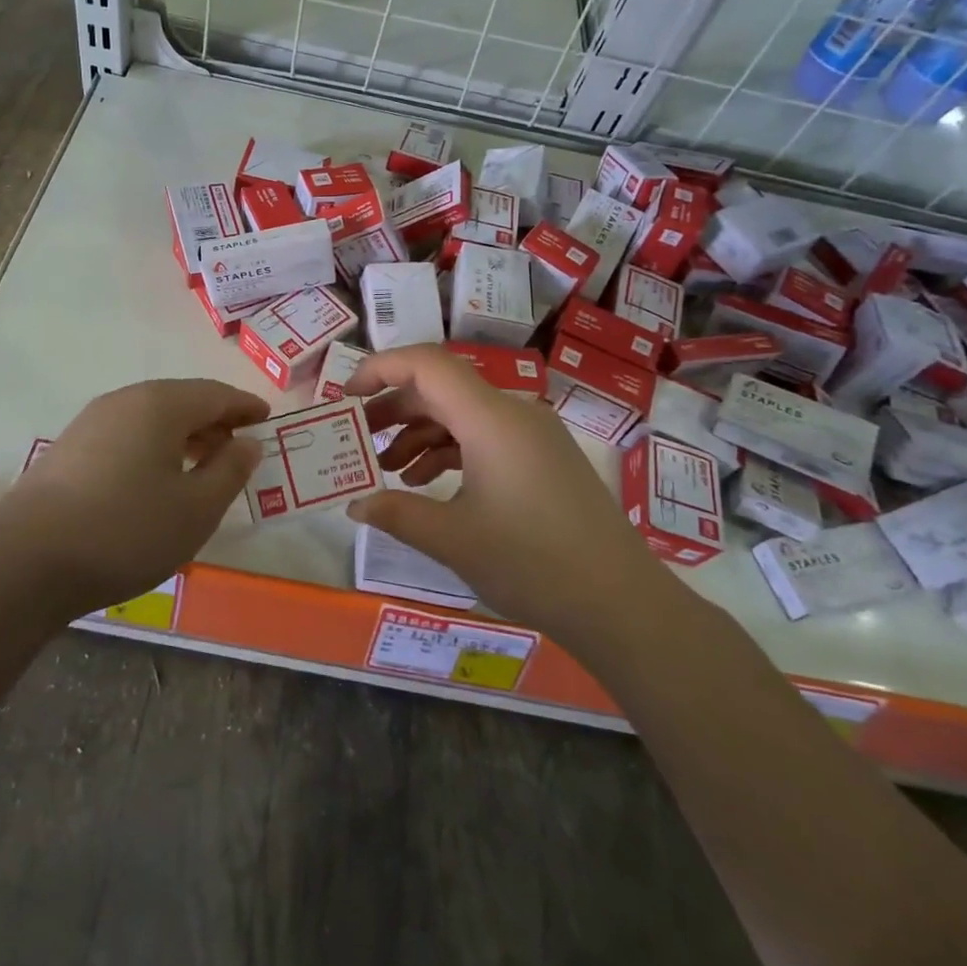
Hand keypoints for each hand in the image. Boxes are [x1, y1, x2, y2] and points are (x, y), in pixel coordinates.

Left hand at [0, 379, 269, 615]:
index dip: (245, 406)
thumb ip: (230, 471)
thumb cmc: (126, 531)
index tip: (267, 418)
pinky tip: (155, 479)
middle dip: (215, 420)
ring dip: (183, 434)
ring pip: (151, 417)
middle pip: (182, 400)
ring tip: (202, 465)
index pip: (215, 394)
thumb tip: (248, 443)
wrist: (25, 562)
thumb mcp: (196, 509)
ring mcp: (90, 422)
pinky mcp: (68, 449)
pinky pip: (126, 434)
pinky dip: (153, 446)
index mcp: (161, 405)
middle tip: (238, 447)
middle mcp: (125, 401)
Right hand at [345, 345, 657, 634]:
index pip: (427, 364)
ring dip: (419, 434)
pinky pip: (484, 437)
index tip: (346, 397)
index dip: (380, 369)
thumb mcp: (453, 540)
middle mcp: (512, 413)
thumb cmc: (532, 563)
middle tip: (357, 438)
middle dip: (393, 409)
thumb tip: (355, 503)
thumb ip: (396, 513)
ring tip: (387, 470)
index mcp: (490, 418)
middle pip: (441, 388)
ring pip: (461, 414)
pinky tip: (427, 484)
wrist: (620, 601)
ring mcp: (531, 435)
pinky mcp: (542, 457)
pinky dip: (449, 451)